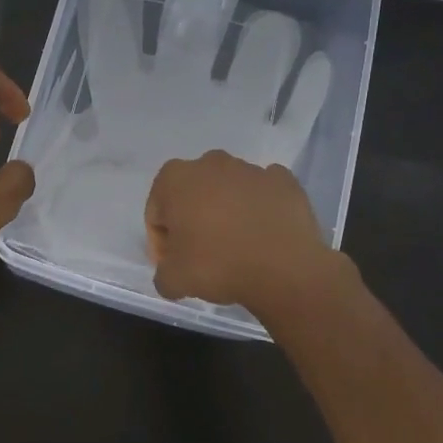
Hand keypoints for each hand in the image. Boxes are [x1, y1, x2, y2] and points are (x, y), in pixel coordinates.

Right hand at [144, 150, 347, 314]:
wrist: (285, 269)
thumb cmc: (217, 265)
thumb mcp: (172, 280)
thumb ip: (162, 273)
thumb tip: (171, 273)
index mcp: (175, 178)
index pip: (157, 212)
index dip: (162, 241)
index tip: (174, 264)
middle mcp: (210, 163)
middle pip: (192, 195)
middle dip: (192, 219)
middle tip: (202, 254)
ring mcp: (250, 169)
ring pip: (228, 191)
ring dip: (226, 213)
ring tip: (236, 247)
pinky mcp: (284, 181)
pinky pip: (262, 193)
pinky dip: (259, 209)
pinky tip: (262, 234)